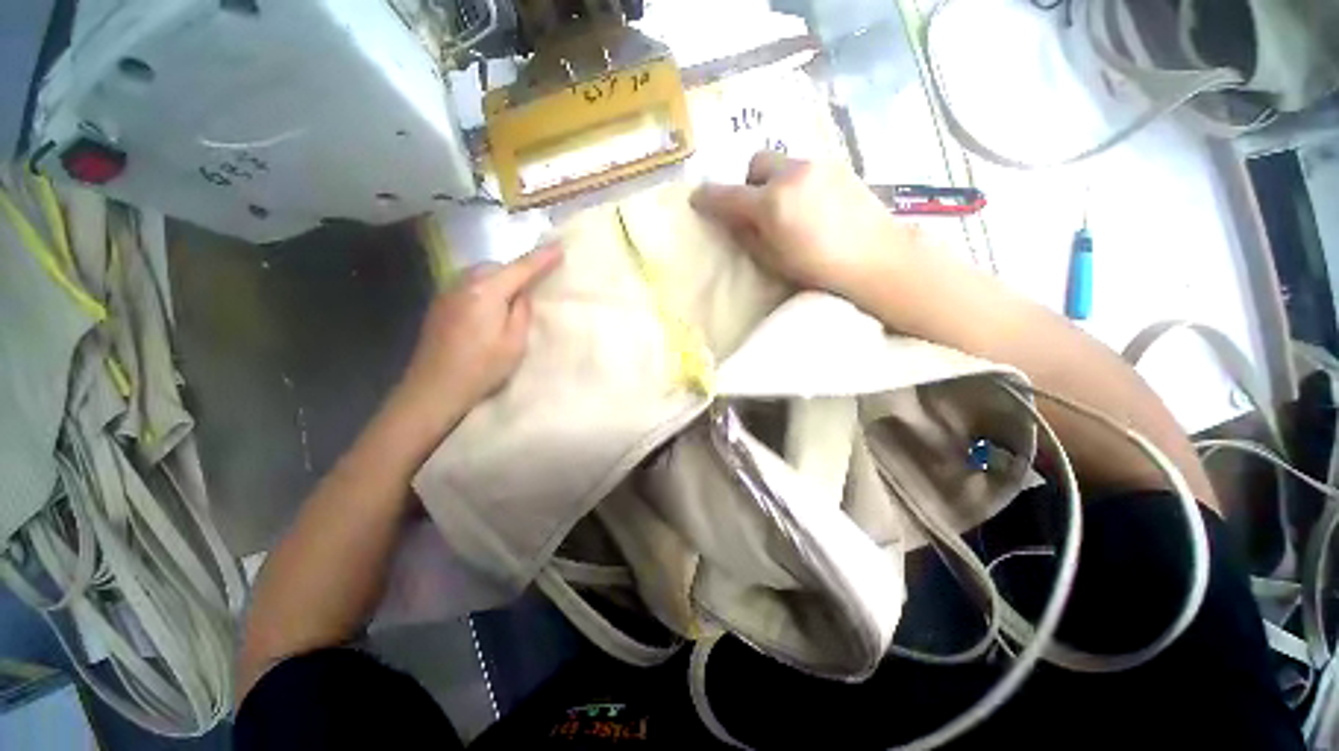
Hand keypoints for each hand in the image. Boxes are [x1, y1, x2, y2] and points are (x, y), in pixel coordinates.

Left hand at [388, 245, 562, 443]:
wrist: (433, 389)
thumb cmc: (481, 369)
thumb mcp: (514, 344)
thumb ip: (522, 312)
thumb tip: (522, 293)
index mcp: (486, 292)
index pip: (521, 268)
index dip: (542, 258)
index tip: (559, 247)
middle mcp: (463, 284)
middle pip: (497, 266)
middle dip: (517, 270)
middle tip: (534, 285)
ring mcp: (447, 292)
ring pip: (481, 274)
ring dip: (500, 279)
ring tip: (513, 298)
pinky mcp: (440, 304)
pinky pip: (469, 285)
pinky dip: (485, 288)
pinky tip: (489, 308)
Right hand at [690, 152, 918, 300]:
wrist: (877, 259)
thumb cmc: (819, 270)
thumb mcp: (772, 260)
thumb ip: (747, 236)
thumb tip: (732, 220)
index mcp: (771, 203)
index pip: (727, 195)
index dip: (707, 198)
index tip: (697, 201)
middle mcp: (791, 174)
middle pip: (755, 163)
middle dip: (748, 183)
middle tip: (756, 209)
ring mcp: (818, 165)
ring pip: (781, 163)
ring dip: (773, 181)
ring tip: (787, 209)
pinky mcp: (839, 166)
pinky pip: (804, 168)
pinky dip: (796, 182)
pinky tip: (810, 206)